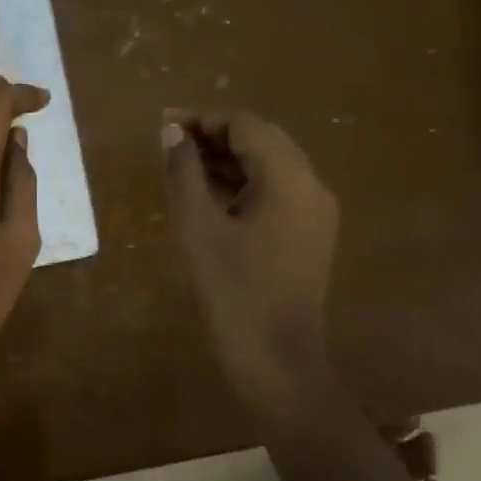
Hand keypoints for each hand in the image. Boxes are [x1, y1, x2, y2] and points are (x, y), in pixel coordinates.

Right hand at [162, 110, 338, 419]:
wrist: (277, 361)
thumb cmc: (233, 292)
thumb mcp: (198, 228)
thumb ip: (184, 173)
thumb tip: (172, 132)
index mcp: (290, 179)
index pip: (246, 126)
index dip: (204, 119)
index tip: (164, 125)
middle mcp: (312, 187)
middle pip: (262, 140)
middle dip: (215, 136)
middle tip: (170, 142)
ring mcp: (315, 213)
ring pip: (270, 166)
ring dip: (228, 159)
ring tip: (182, 166)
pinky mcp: (309, 235)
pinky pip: (276, 192)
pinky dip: (243, 184)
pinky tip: (209, 195)